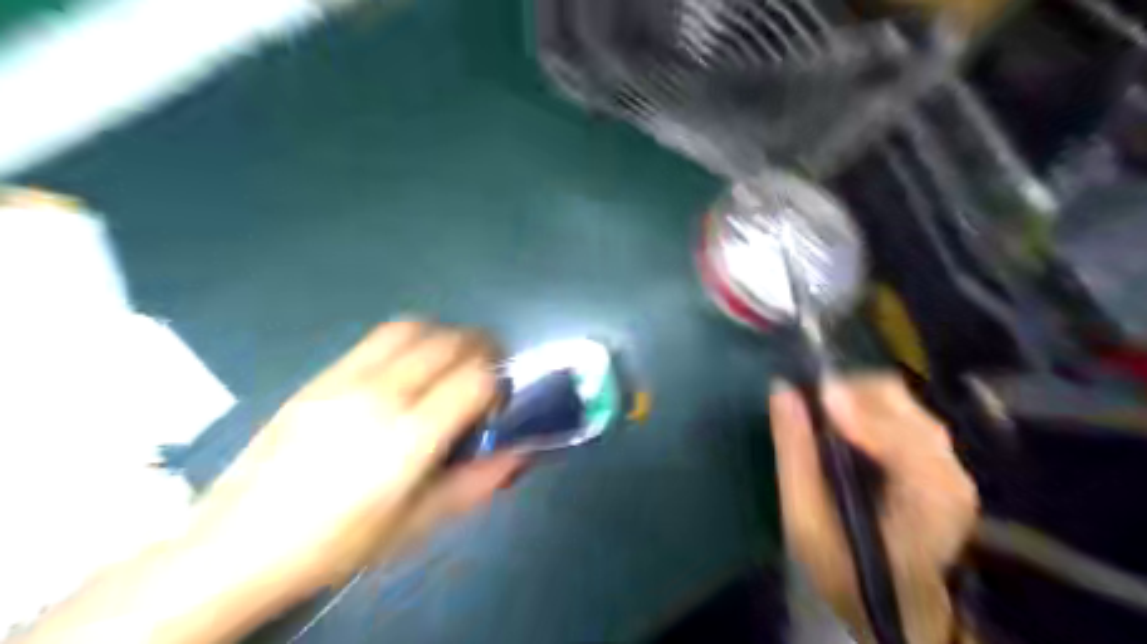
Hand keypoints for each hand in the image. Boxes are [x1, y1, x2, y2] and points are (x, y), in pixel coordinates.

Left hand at [190, 323, 527, 597]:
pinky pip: (379, 338)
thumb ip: (477, 482)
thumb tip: (521, 451)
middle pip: (451, 342)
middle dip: (482, 349)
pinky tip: (408, 366)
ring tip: (451, 360)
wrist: (240, 543)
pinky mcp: (323, 375)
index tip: (498, 401)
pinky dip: (411, 339)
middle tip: (488, 370)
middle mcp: (383, 395)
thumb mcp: (418, 523)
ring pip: (415, 328)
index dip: (498, 383)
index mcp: (410, 438)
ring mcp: (347, 379)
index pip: (476, 379)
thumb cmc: (339, 543)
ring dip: (446, 336)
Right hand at [770, 373, 974, 643]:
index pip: (900, 436)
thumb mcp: (805, 522)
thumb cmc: (846, 570)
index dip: (857, 411)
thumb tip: (782, 391)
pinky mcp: (937, 456)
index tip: (812, 395)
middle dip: (848, 393)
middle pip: (900, 404)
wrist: (897, 603)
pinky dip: (863, 406)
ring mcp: (948, 461)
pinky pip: (898, 410)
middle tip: (807, 404)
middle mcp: (950, 471)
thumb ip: (795, 455)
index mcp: (929, 500)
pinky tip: (841, 424)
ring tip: (819, 414)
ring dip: (854, 397)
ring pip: (899, 400)